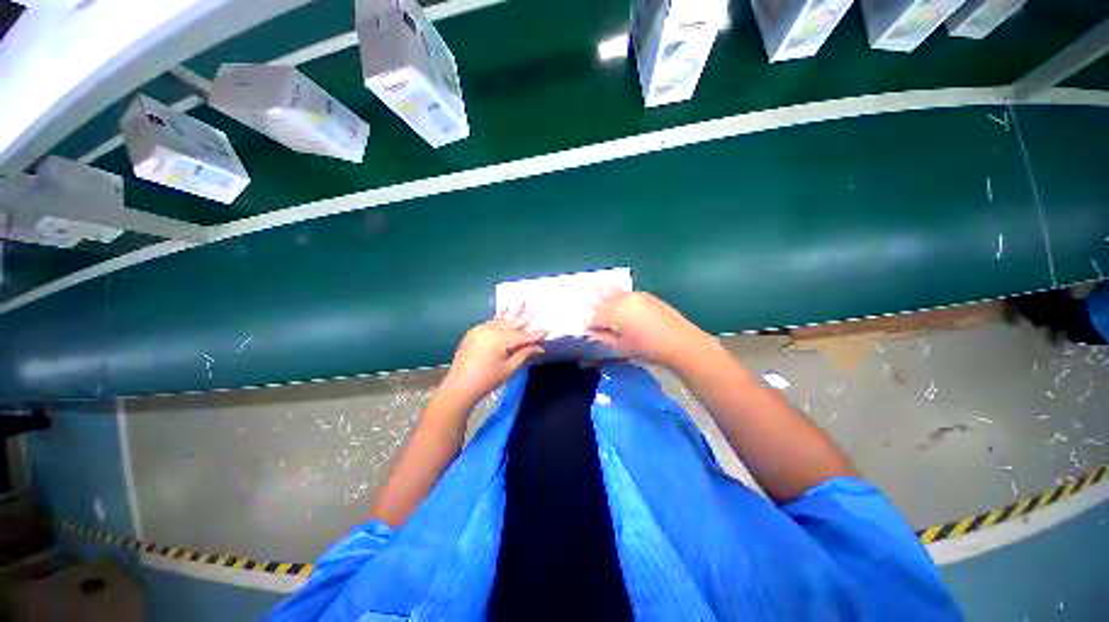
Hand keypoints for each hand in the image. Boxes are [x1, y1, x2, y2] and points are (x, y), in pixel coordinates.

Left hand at [439, 305, 546, 406]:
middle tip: (534, 306)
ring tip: (520, 302)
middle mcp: (489, 330)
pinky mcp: (473, 333)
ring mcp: (479, 330)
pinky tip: (503, 312)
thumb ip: (524, 354)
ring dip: (511, 312)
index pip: (521, 335)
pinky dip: (499, 318)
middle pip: (511, 323)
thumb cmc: (486, 380)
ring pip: (500, 320)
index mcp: (499, 339)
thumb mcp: (509, 368)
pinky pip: (490, 323)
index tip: (546, 328)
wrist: (459, 387)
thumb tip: (539, 347)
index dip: (535, 334)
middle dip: (524, 316)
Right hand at [587, 289, 714, 370]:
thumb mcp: (623, 346)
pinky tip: (616, 294)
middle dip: (594, 306)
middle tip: (587, 307)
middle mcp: (623, 300)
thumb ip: (604, 337)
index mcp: (614, 313)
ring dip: (604, 293)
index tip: (585, 328)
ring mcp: (635, 296)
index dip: (589, 323)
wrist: (681, 342)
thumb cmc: (648, 348)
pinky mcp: (646, 296)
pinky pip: (626, 293)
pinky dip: (618, 293)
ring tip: (594, 286)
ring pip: (614, 293)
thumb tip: (591, 333)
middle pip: (603, 301)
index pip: (594, 316)